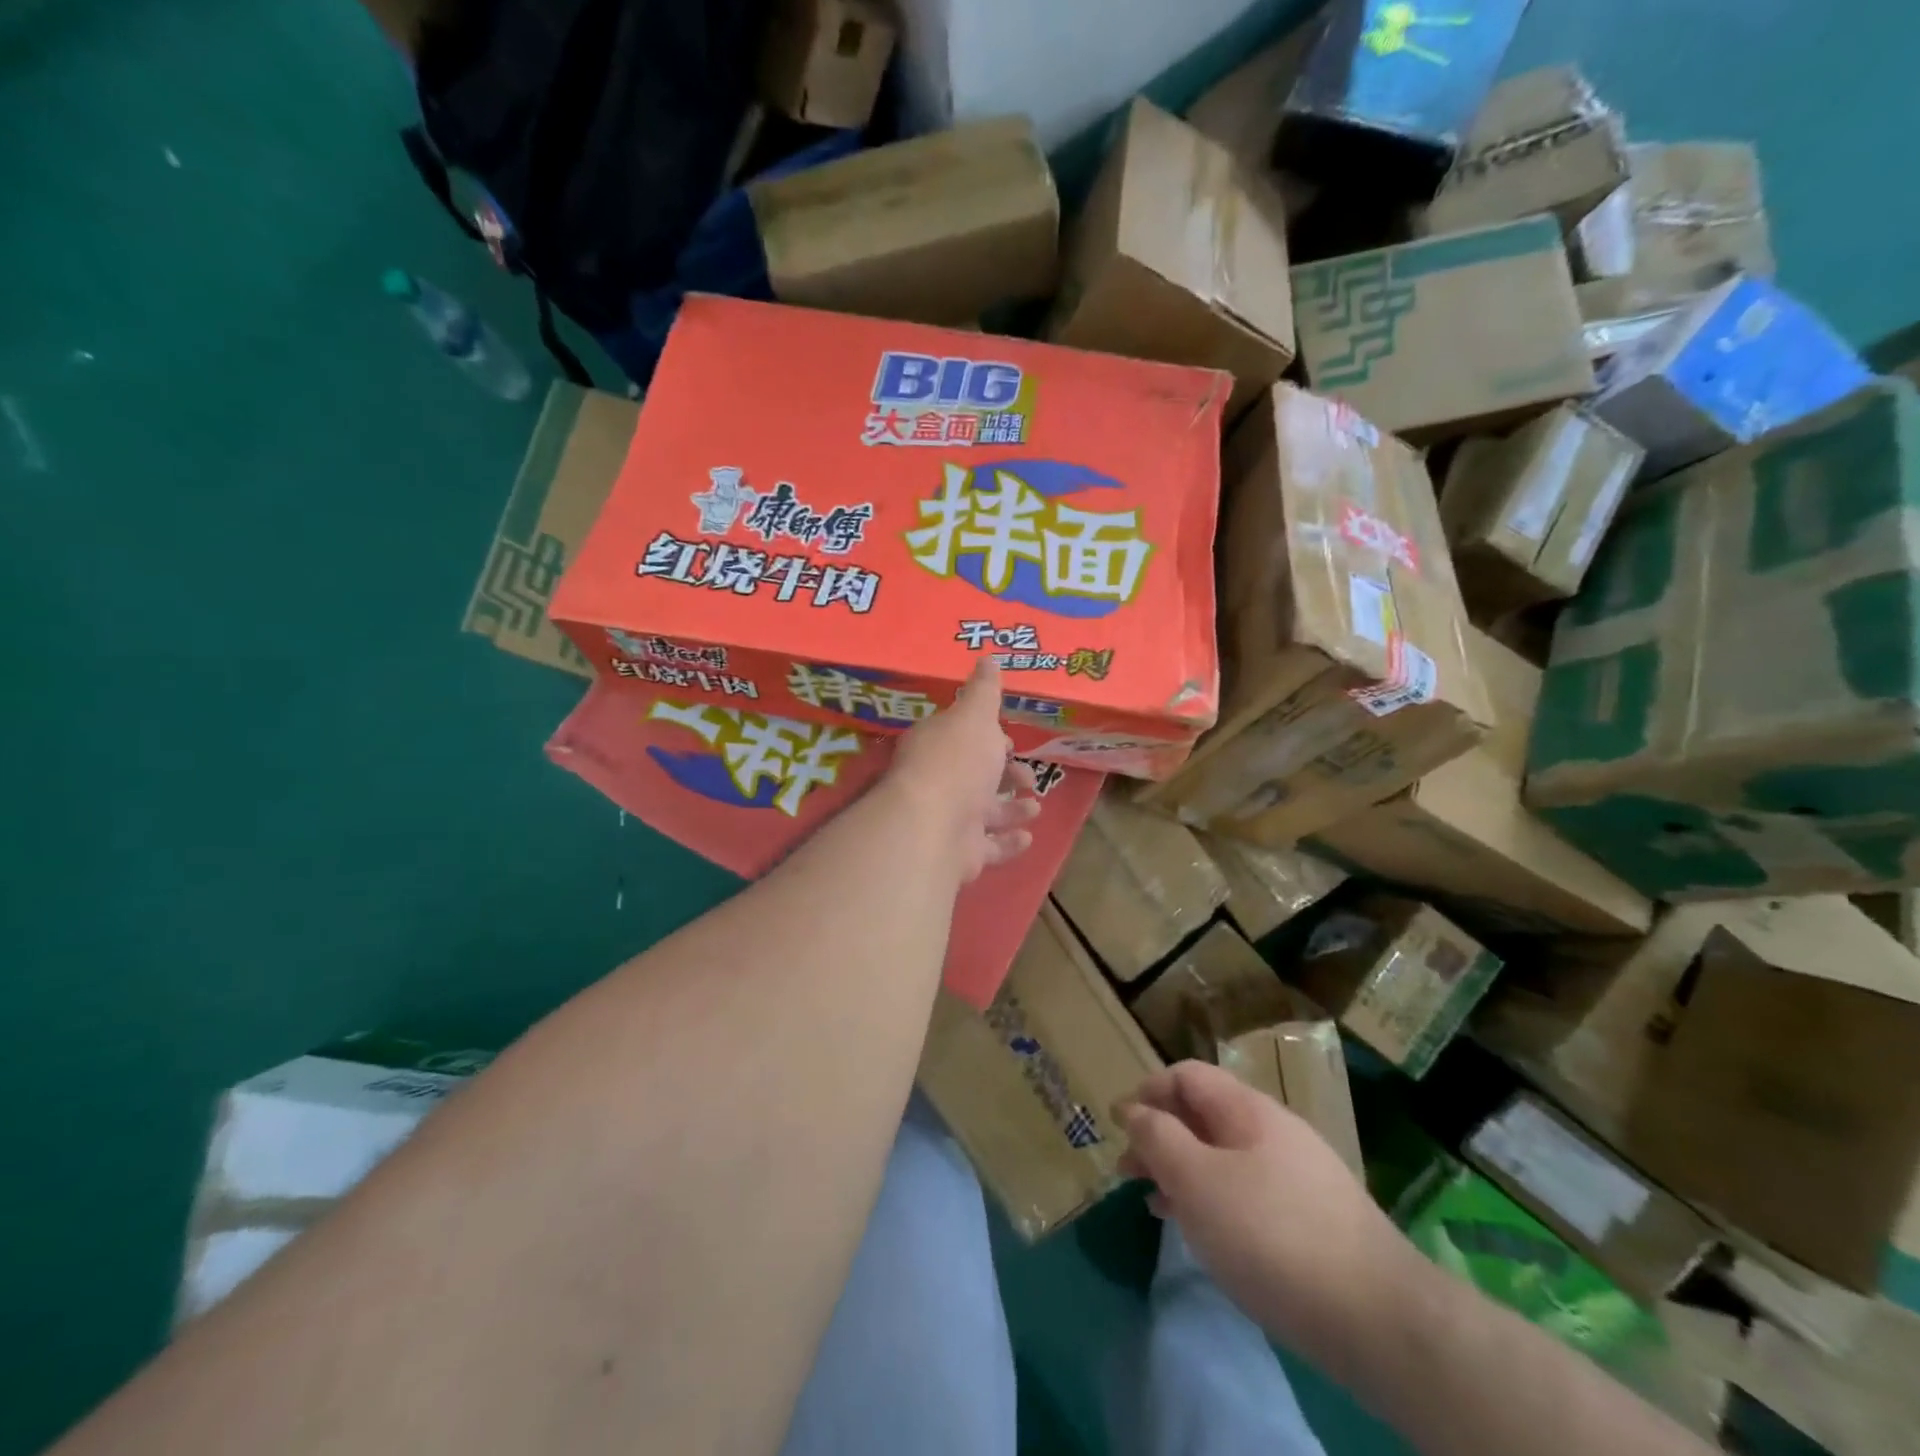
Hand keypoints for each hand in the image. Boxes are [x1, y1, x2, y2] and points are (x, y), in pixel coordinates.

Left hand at [886, 658, 1038, 882]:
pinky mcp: (961, 854)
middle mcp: (939, 783)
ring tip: (1035, 806)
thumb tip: (988, 657)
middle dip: (1004, 775)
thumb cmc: (957, 762)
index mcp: (937, 746)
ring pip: (984, 813)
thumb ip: (984, 690)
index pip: (962, 739)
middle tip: (1027, 776)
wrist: (934, 826)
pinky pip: (989, 848)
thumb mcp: (975, 716)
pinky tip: (1027, 836)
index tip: (1007, 739)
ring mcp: (948, 821)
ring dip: (1011, 809)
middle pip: (975, 777)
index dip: (986, 738)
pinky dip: (1008, 842)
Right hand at [1119, 1061, 1418, 1357]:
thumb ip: (1159, 1139)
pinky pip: (1246, 1192)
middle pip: (1204, 1116)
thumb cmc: (1272, 1235)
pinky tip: (1200, 1231)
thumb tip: (1134, 1109)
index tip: (1118, 1123)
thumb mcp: (1198, 1182)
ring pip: (1223, 1157)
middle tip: (1126, 1171)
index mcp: (1247, 1109)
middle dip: (1160, 1136)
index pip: (1187, 1076)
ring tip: (1153, 1201)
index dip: (1148, 1090)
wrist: (1379, 1318)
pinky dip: (1212, 1200)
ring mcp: (1296, 1175)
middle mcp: (1273, 1131)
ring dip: (1182, 1171)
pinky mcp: (1310, 1220)